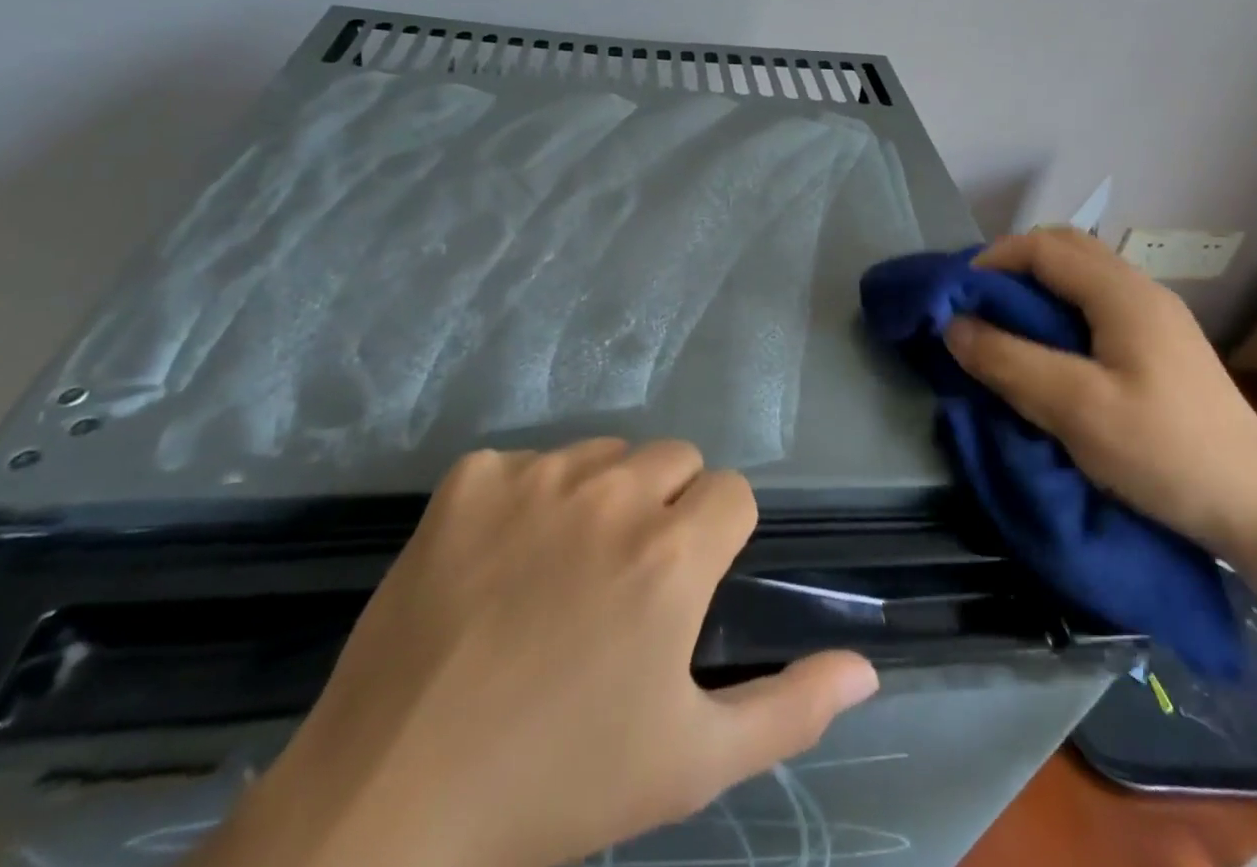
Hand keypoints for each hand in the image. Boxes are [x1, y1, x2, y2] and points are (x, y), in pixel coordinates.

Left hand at [200, 440, 878, 866]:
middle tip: (626, 584)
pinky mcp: (471, 476)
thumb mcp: (690, 761)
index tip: (687, 586)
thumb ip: (791, 708)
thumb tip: (866, 670)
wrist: (390, 801)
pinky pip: (526, 463)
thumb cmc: (557, 787)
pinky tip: (496, 566)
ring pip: (604, 454)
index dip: (718, 537)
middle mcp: (611, 492)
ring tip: (561, 575)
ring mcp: (534, 475)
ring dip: (601, 498)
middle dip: (668, 508)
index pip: (732, 491)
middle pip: (675, 458)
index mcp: (671, 552)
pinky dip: (525, 501)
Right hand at [944, 228, 1256, 559]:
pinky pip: (1097, 304)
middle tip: (979, 307)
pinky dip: (1060, 310)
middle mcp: (1141, 291)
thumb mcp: (1075, 408)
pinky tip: (1051, 351)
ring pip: (1082, 276)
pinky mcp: (1161, 346)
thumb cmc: (1164, 452)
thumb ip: (1008, 361)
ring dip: (1037, 288)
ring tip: (1006, 328)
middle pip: (1065, 249)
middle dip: (1013, 267)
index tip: (956, 298)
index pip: (1042, 247)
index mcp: (1122, 293)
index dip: (992, 261)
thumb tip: (953, 326)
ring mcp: (1156, 317)